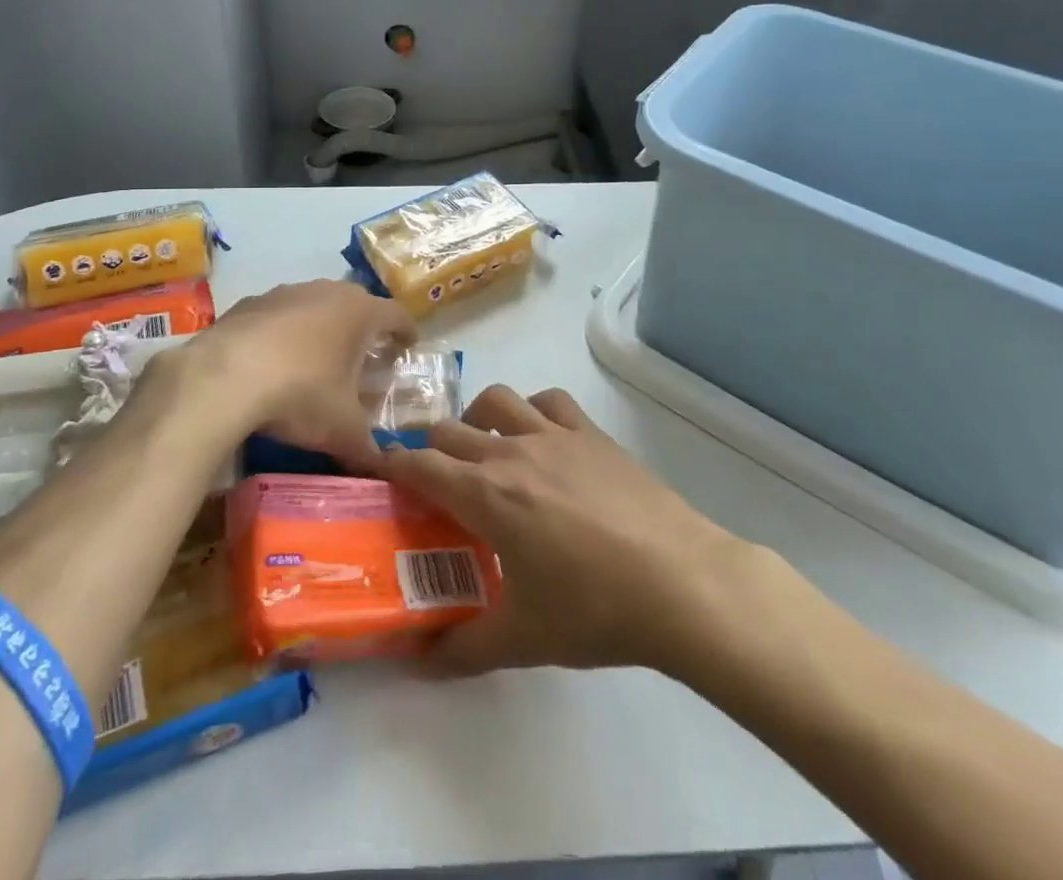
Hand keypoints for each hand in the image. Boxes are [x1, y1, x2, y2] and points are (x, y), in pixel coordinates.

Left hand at [152, 280, 415, 467]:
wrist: (223, 378)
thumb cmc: (300, 394)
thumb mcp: (342, 430)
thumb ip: (368, 448)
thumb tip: (384, 467)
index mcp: (359, 313)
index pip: (396, 314)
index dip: (406, 331)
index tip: (409, 346)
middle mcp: (326, 291)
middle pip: (356, 303)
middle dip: (364, 327)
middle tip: (366, 354)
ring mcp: (284, 293)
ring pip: (315, 304)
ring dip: (322, 326)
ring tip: (319, 357)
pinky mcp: (249, 303)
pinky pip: (278, 315)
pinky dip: (284, 332)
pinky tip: (274, 360)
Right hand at [382, 385, 760, 674]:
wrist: (679, 582)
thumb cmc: (594, 609)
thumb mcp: (522, 639)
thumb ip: (463, 648)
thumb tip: (420, 662)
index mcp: (485, 494)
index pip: (420, 464)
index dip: (393, 465)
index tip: (382, 473)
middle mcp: (510, 451)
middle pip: (449, 429)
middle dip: (431, 449)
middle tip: (435, 481)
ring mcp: (553, 435)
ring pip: (496, 400)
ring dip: (478, 418)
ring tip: (485, 450)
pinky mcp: (591, 433)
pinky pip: (549, 401)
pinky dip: (533, 411)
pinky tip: (542, 439)